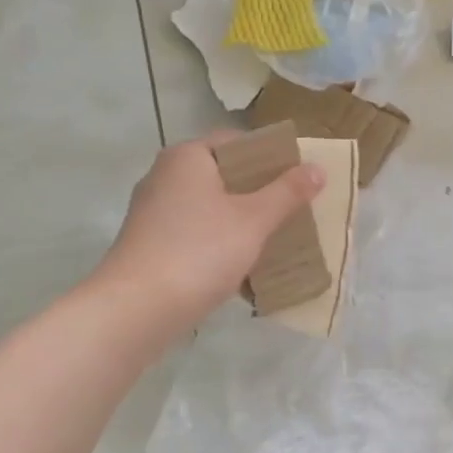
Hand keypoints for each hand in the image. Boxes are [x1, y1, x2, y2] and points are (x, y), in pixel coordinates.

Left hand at [96, 133, 323, 333]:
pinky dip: (219, 242)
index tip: (298, 177)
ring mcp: (153, 212)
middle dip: (259, 191)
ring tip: (276, 237)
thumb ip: (287, 192)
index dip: (271, 155)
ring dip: (241, 220)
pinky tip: (243, 264)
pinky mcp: (149, 245)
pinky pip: (195, 233)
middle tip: (294, 208)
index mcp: (187, 157)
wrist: (136, 310)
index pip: (237, 142)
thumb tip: (317, 169)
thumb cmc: (200, 251)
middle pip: (223, 174)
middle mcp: (164, 176)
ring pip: (210, 207)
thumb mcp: (254, 220)